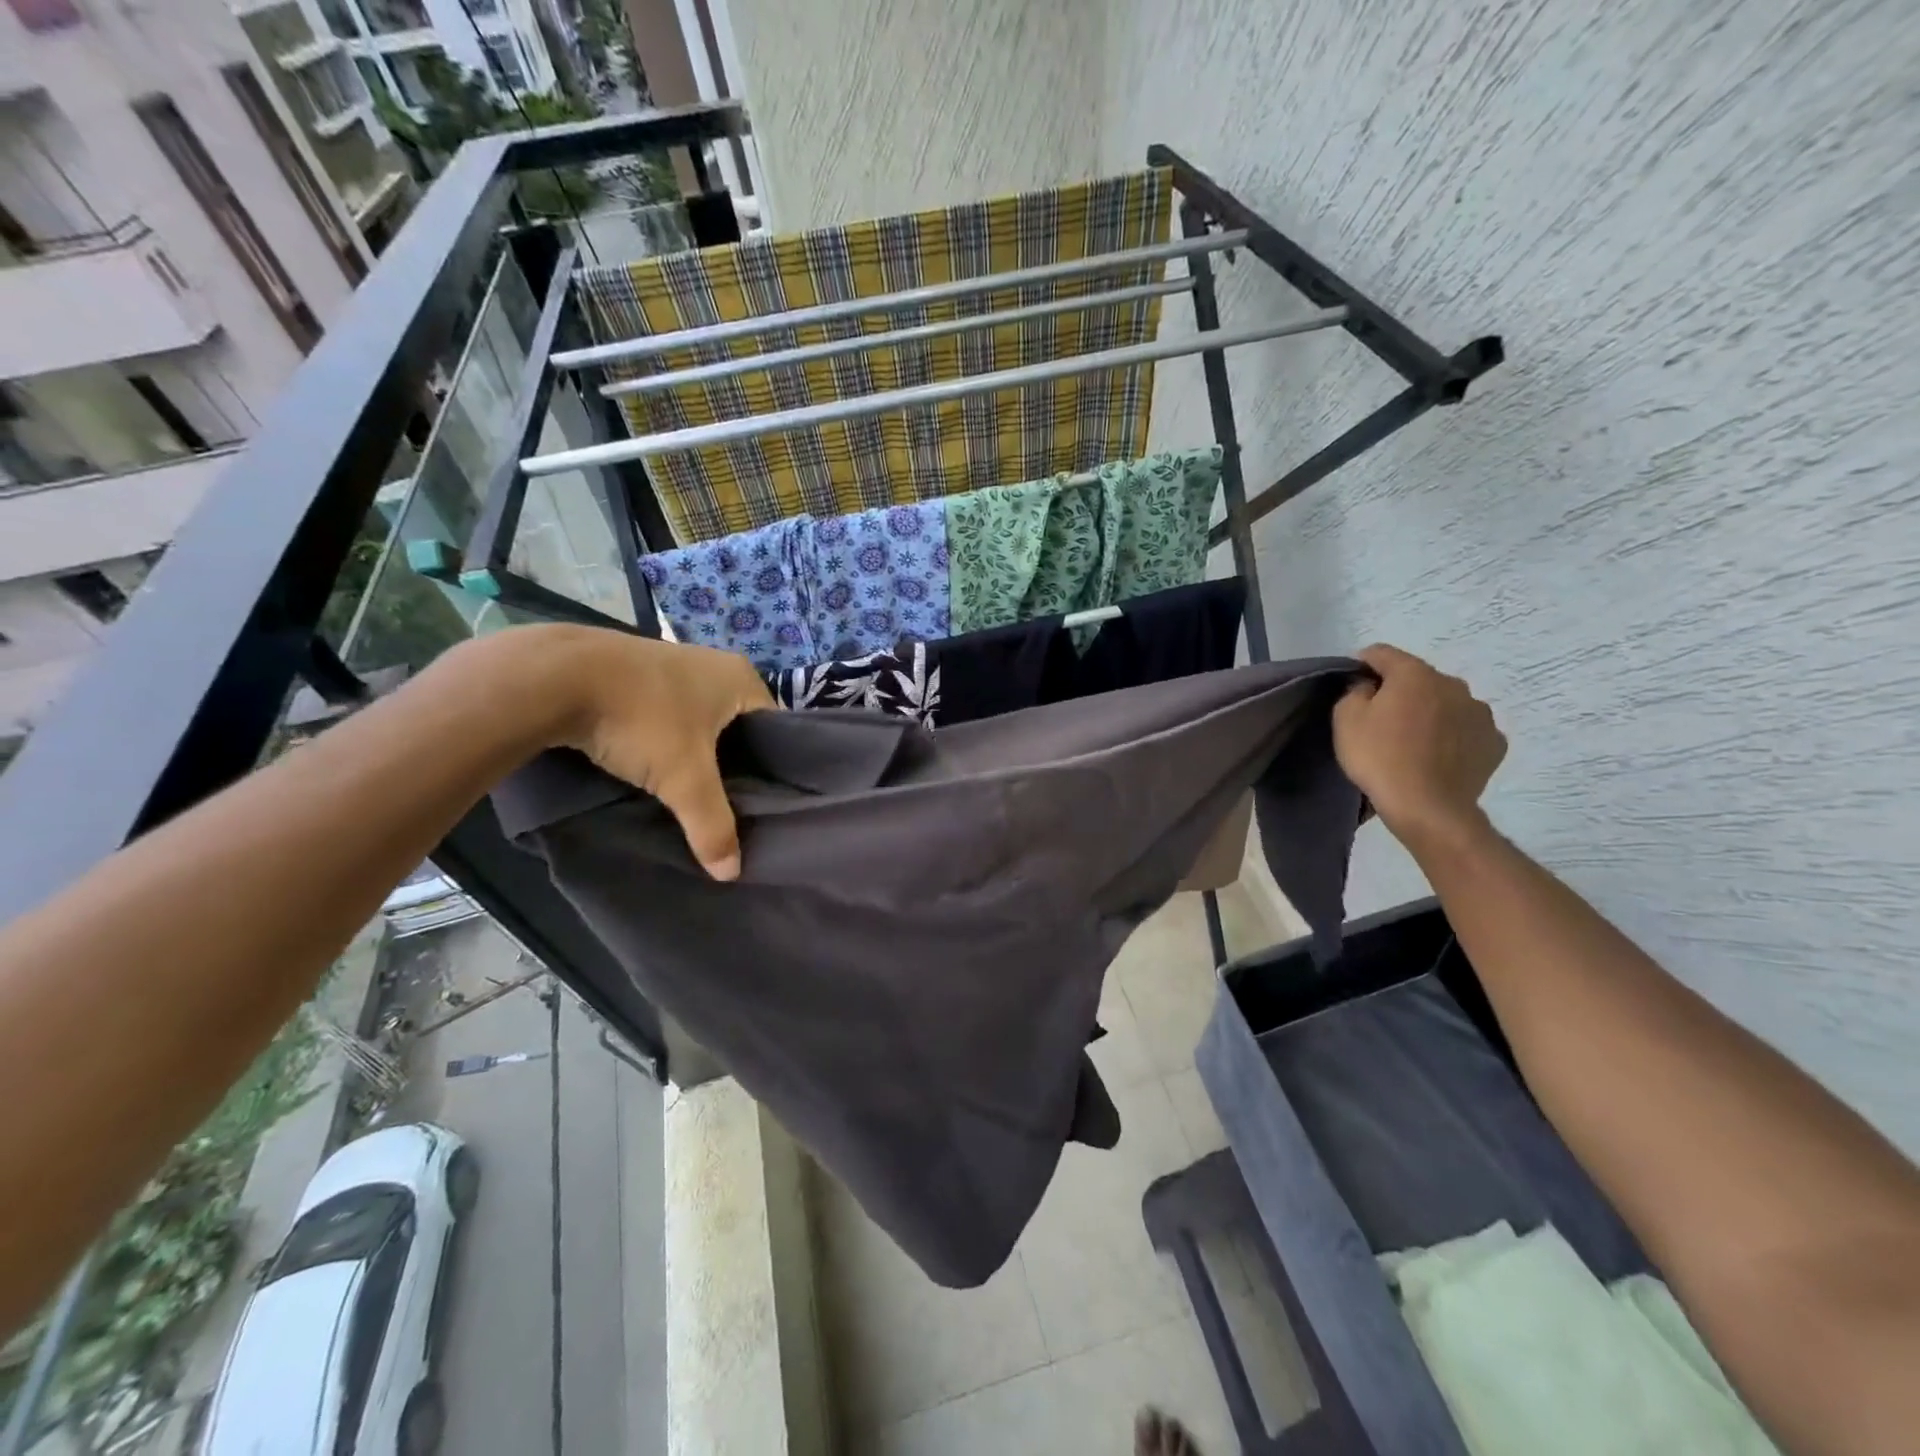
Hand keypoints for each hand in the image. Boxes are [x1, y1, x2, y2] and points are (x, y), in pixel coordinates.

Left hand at [546, 629, 773, 879]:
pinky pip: (670, 715)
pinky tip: (656, 767)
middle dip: (734, 766)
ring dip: (697, 754)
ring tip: (693, 792)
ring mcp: (675, 664)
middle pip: (740, 729)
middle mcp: (716, 664)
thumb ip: (712, 825)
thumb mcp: (684, 778)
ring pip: (702, 723)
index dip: (774, 769)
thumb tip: (731, 873)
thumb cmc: (642, 718)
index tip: (765, 805)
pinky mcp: (638, 673)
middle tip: (730, 806)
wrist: (555, 675)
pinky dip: (667, 741)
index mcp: (743, 679)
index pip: (779, 731)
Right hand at [1332, 644, 1506, 847]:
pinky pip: (1466, 729)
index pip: (1383, 653)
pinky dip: (1452, 736)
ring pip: (1446, 703)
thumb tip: (1369, 687)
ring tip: (1413, 740)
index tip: (1352, 682)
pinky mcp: (1493, 742)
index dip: (1363, 663)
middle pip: (1418, 678)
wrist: (1427, 807)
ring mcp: (1480, 713)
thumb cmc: (1380, 758)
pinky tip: (1437, 756)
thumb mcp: (1346, 719)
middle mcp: (1453, 684)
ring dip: (1430, 712)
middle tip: (1381, 718)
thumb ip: (1355, 691)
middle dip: (1400, 690)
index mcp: (1415, 674)